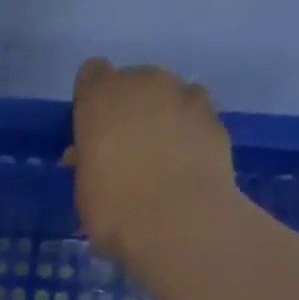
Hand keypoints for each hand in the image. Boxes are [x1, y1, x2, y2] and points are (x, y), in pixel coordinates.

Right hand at [66, 58, 239, 264]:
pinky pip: (194, 116)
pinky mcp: (214, 117)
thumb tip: (86, 154)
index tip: (91, 132)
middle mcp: (144, 83)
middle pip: (133, 82)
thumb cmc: (115, 212)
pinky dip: (188, 133)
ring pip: (167, 96)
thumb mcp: (84, 192)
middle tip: (125, 150)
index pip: (91, 75)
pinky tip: (185, 165)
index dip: (91, 102)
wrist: (179, 224)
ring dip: (161, 117)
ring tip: (160, 158)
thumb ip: (86, 162)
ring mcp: (184, 95)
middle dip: (128, 109)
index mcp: (101, 98)